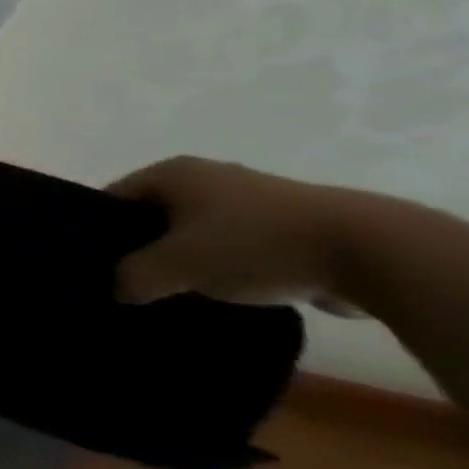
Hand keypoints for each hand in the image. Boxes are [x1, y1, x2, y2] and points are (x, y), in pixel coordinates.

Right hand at [108, 156, 361, 311]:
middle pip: (157, 213)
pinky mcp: (290, 226)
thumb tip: (118, 288)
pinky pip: (239, 246)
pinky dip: (230, 267)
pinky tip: (228, 295)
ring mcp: (252, 199)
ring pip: (199, 231)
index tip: (96, 263)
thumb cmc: (254, 245)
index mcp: (173, 172)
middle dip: (146, 246)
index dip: (102, 229)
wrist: (372, 252)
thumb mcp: (178, 266)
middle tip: (134, 282)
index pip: (116, 197)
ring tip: (181, 293)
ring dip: (190, 259)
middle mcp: (208, 176)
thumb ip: (135, 277)